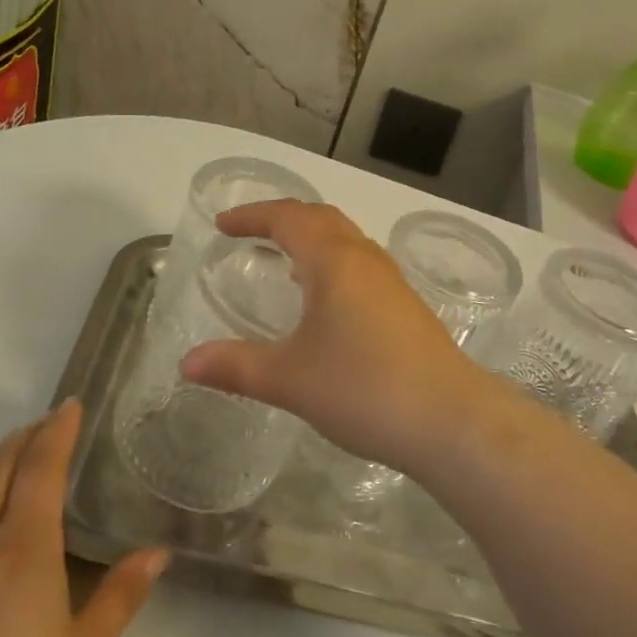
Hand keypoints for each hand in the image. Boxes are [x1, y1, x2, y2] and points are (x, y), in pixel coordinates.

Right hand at [179, 201, 511, 475]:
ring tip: (284, 262)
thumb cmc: (363, 388)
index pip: (287, 218)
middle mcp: (365, 260)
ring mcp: (392, 283)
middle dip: (282, 219)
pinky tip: (326, 303)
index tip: (222, 224)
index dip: (252, 216)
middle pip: (321, 219)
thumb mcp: (289, 378)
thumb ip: (235, 366)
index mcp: (334, 261)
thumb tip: (186, 364)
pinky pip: (361, 267)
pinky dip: (333, 264)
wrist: (451, 420)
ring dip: (312, 240)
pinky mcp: (407, 308)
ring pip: (346, 241)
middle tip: (250, 234)